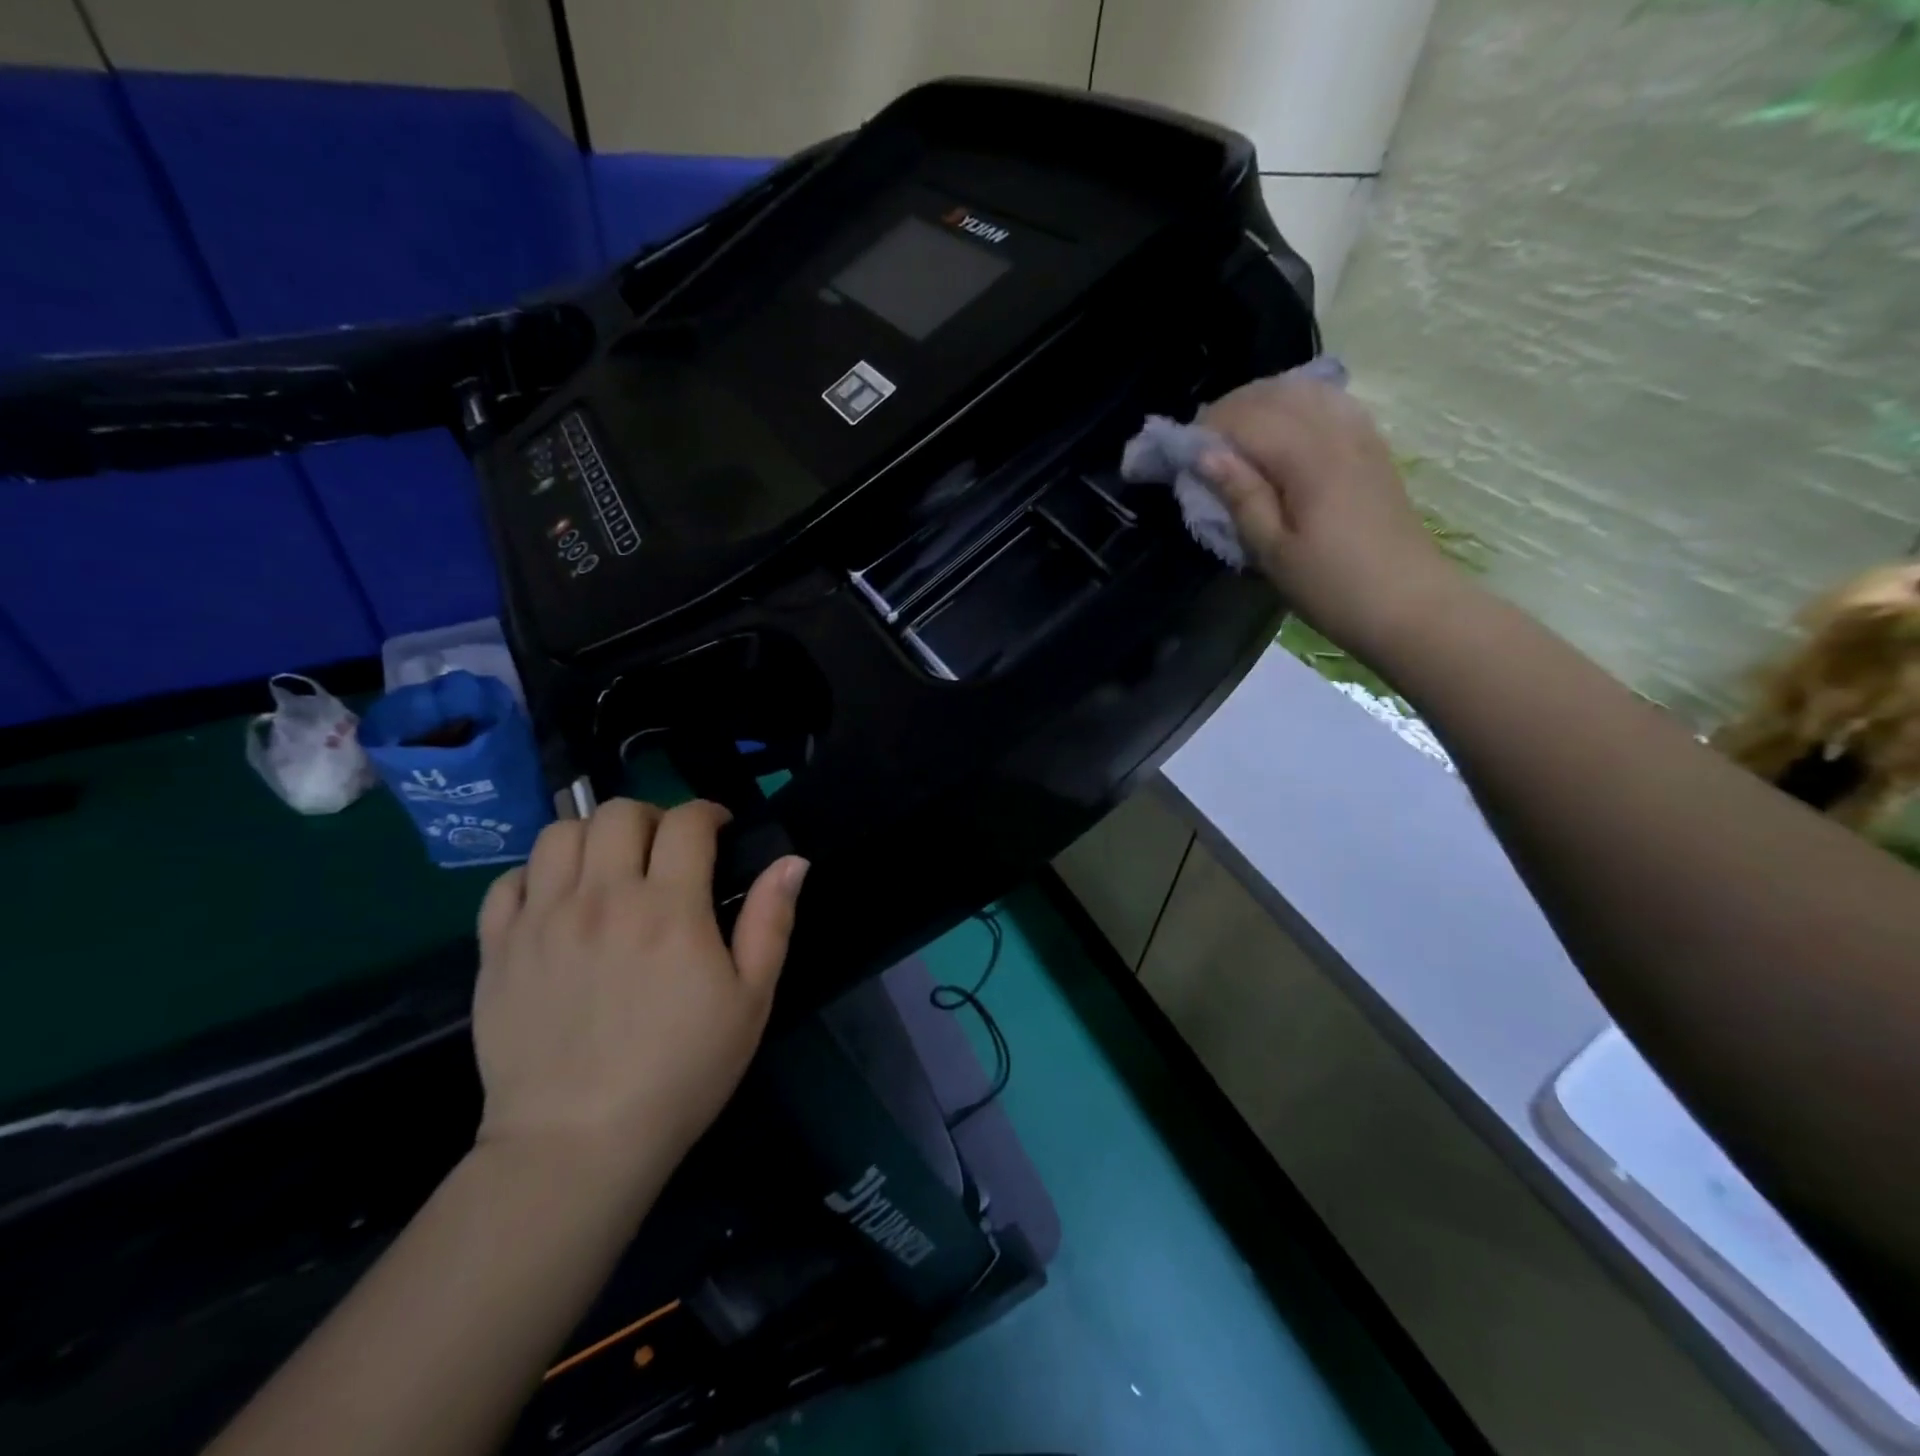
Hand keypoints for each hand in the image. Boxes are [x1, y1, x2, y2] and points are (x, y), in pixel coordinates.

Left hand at [472, 799, 807, 1188]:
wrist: (577, 1143)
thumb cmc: (681, 1072)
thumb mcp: (751, 1000)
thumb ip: (771, 921)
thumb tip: (792, 861)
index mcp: (669, 908)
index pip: (687, 821)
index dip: (709, 812)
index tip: (719, 830)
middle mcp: (603, 898)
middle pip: (619, 812)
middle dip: (652, 816)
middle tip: (665, 849)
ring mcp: (542, 920)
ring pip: (561, 833)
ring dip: (594, 836)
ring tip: (610, 867)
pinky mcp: (498, 949)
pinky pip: (509, 881)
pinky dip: (537, 875)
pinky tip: (556, 900)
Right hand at [1198, 374, 1462, 658]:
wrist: (1410, 605)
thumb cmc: (1332, 588)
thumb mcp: (1273, 552)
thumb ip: (1240, 496)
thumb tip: (1205, 454)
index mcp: (1307, 459)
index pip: (1246, 419)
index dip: (1205, 429)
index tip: (1176, 455)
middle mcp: (1336, 431)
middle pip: (1273, 395)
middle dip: (1228, 412)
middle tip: (1199, 447)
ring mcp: (1360, 435)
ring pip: (1302, 392)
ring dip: (1260, 404)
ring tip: (1234, 436)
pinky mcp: (1372, 447)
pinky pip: (1329, 403)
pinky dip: (1295, 405)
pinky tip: (1281, 428)